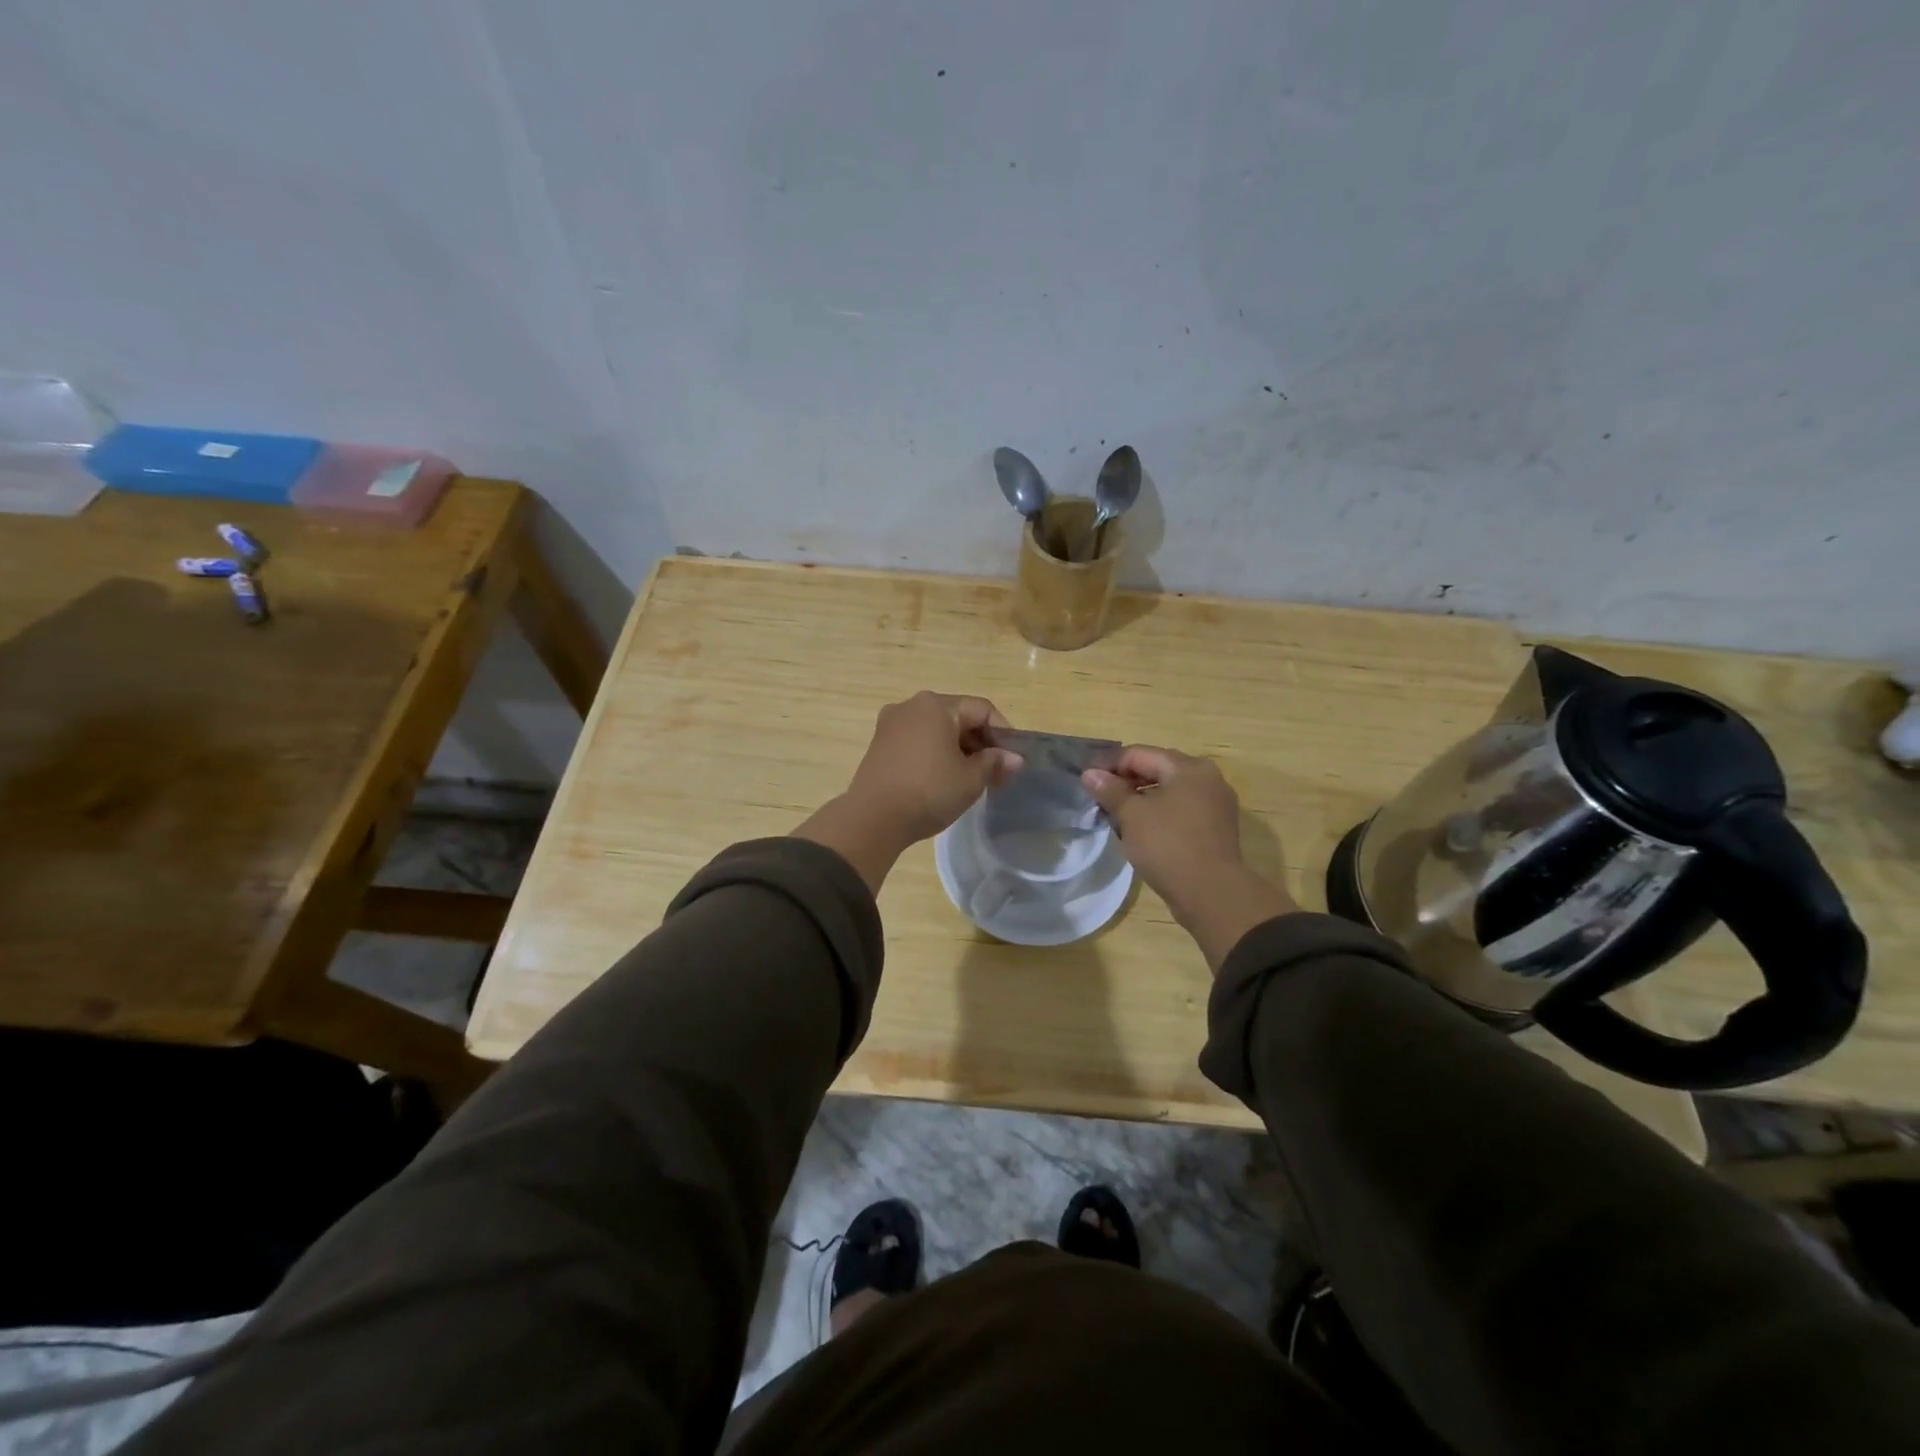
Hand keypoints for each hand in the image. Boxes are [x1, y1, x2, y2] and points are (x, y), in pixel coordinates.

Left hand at [796, 692, 1022, 892]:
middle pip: (958, 717)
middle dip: (981, 743)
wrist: (873, 819)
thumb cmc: (928, 792)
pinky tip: (943, 779)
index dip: (1003, 733)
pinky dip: (935, 754)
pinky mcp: (879, 744)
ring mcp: (891, 724)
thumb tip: (1015, 758)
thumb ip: (994, 763)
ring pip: (937, 730)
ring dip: (959, 749)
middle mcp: (911, 705)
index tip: (1012, 761)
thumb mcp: (970, 779)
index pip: (982, 709)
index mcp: (936, 705)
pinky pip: (918, 741)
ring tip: (972, 779)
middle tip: (996, 773)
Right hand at [1083, 746, 1297, 971]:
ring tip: (1115, 813)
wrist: (1212, 893)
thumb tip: (1090, 774)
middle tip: (1097, 796)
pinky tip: (1140, 829)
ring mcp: (1215, 803)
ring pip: (1168, 791)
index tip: (1085, 778)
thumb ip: (1110, 790)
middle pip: (1156, 769)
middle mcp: (1207, 778)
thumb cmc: (1168, 845)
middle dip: (1125, 780)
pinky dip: (1158, 813)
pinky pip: (1180, 810)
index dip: (1108, 764)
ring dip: (1140, 798)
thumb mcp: (1132, 815)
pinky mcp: (1215, 828)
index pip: (1139, 754)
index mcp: (1188, 767)